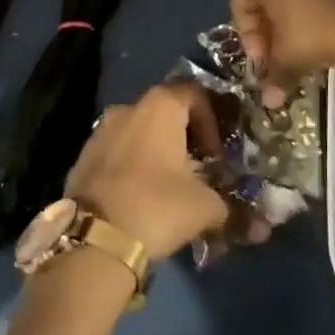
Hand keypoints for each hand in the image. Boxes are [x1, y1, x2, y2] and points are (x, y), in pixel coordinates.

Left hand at [66, 83, 228, 259]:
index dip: (211, 120)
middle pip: (163, 112)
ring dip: (155, 152)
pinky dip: (131, 167)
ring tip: (168, 186)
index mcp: (160, 107)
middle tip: (196, 169)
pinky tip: (139, 198)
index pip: (194, 94)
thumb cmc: (157, 206)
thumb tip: (253, 224)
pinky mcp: (81, 159)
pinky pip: (116, 154)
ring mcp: (99, 132)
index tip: (216, 153)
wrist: (92, 241)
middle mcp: (127, 109)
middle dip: (183, 137)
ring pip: (137, 133)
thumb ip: (227, 205)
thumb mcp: (205, 207)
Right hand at [231, 0, 334, 104]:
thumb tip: (270, 102)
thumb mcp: (289, 58)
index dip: (250, 36)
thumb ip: (274, 76)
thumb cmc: (315, 32)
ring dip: (298, 9)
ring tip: (311, 39)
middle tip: (284, 52)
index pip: (241, 5)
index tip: (265, 60)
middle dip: (273, 23)